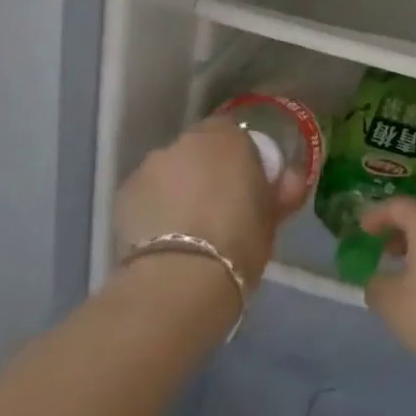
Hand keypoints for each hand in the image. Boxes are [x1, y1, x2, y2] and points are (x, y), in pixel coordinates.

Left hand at [113, 117, 309, 284]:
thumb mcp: (272, 219)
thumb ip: (282, 191)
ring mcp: (151, 165)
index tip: (246, 187)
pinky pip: (147, 194)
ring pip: (170, 171)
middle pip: (199, 150)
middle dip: (207, 171)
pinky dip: (153, 207)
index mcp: (229, 137)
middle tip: (217, 208)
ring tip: (185, 228)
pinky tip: (162, 238)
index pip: (236, 135)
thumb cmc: (239, 242)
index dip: (240, 160)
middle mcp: (187, 141)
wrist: (180, 279)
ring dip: (178, 188)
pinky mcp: (123, 193)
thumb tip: (291, 178)